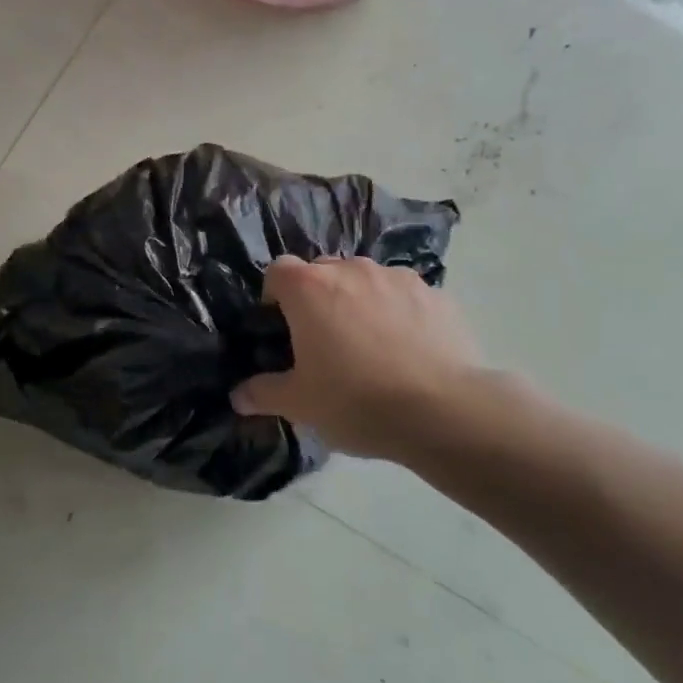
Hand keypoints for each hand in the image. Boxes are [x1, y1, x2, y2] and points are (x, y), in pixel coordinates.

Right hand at [231, 255, 481, 461]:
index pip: (277, 270)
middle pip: (323, 272)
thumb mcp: (299, 404)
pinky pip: (404, 297)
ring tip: (369, 346)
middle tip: (322, 341)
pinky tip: (406, 352)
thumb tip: (238, 396)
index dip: (273, 297)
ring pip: (366, 281)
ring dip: (358, 302)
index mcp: (310, 289)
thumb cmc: (356, 401)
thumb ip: (263, 393)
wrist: (444, 412)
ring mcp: (399, 279)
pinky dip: (398, 314)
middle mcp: (352, 270)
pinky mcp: (438, 296)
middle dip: (317, 298)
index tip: (280, 328)